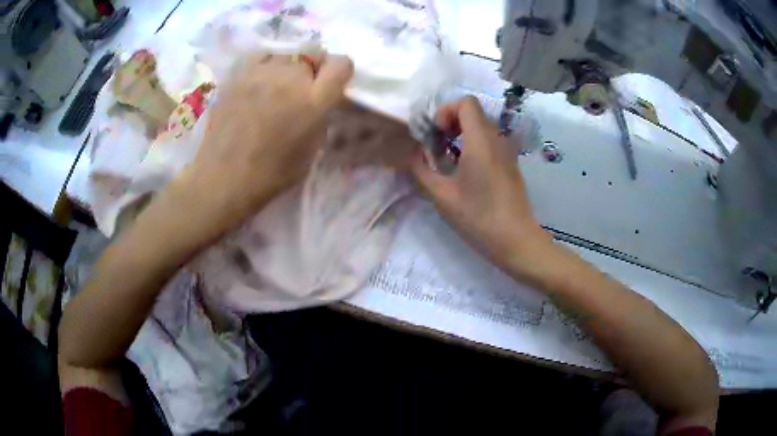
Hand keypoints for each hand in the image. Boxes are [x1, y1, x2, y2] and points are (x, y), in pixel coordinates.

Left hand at [168, 53, 353, 242]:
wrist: (224, 177)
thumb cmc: (272, 172)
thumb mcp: (312, 148)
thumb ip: (322, 114)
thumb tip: (321, 97)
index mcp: (313, 101)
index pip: (341, 64)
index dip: (340, 71)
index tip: (332, 83)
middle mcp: (290, 79)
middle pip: (313, 53)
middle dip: (314, 68)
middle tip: (302, 89)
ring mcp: (261, 73)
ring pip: (287, 53)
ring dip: (290, 65)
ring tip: (279, 84)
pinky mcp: (238, 74)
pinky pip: (262, 56)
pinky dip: (268, 63)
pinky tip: (261, 79)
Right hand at [411, 96, 550, 266]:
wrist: (516, 240)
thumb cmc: (478, 217)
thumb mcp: (443, 196)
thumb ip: (422, 170)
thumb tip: (412, 155)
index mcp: (480, 140)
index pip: (466, 102)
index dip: (446, 111)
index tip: (436, 134)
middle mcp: (497, 139)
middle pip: (473, 112)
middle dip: (451, 122)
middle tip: (437, 146)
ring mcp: (507, 151)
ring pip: (482, 127)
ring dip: (461, 134)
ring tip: (448, 160)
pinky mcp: (511, 163)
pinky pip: (490, 141)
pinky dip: (473, 145)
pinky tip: (465, 171)